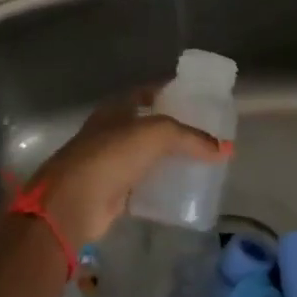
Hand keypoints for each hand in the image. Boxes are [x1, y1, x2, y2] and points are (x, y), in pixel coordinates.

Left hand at [26, 90, 230, 248]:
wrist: (72, 204)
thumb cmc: (111, 156)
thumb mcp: (157, 135)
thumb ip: (192, 138)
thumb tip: (224, 149)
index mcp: (117, 107)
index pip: (148, 92)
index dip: (171, 92)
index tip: (198, 99)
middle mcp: (112, 130)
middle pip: (149, 124)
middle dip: (175, 128)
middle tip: (206, 133)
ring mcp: (110, 161)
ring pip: (146, 155)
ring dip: (168, 157)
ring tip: (201, 160)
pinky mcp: (112, 191)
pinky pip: (143, 183)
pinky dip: (160, 185)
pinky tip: (182, 188)